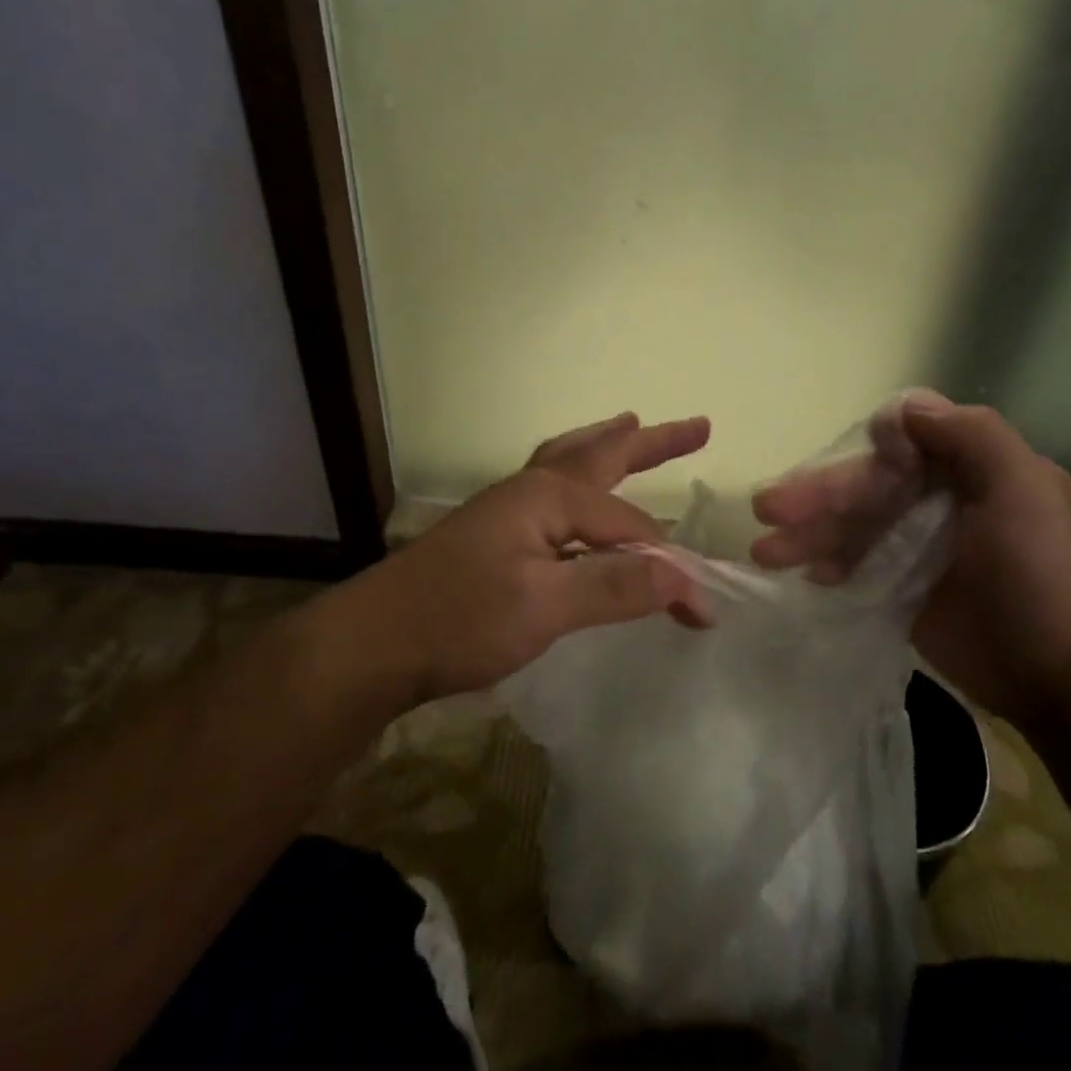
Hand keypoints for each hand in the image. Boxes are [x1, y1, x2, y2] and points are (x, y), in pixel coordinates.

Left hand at [368, 412, 711, 700]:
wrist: (373, 644)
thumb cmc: (459, 620)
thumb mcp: (544, 607)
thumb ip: (616, 586)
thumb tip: (688, 577)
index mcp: (548, 496)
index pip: (631, 525)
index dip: (669, 565)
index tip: (698, 610)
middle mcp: (532, 489)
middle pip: (603, 454)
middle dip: (652, 442)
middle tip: (698, 427)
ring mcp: (509, 509)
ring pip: (571, 462)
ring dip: (607, 444)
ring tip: (630, 427)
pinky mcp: (496, 535)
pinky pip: (554, 488)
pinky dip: (580, 477)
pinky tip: (579, 494)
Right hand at [751, 391, 1070, 727]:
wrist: (1062, 678)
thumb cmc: (1043, 573)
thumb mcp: (1023, 488)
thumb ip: (970, 435)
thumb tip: (905, 408)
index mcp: (973, 470)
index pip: (907, 443)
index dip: (871, 451)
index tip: (851, 464)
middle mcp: (943, 500)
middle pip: (869, 485)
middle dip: (818, 495)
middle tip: (767, 508)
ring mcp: (921, 547)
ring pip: (854, 526)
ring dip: (810, 533)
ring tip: (765, 552)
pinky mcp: (905, 589)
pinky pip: (857, 565)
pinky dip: (829, 565)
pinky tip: (804, 573)